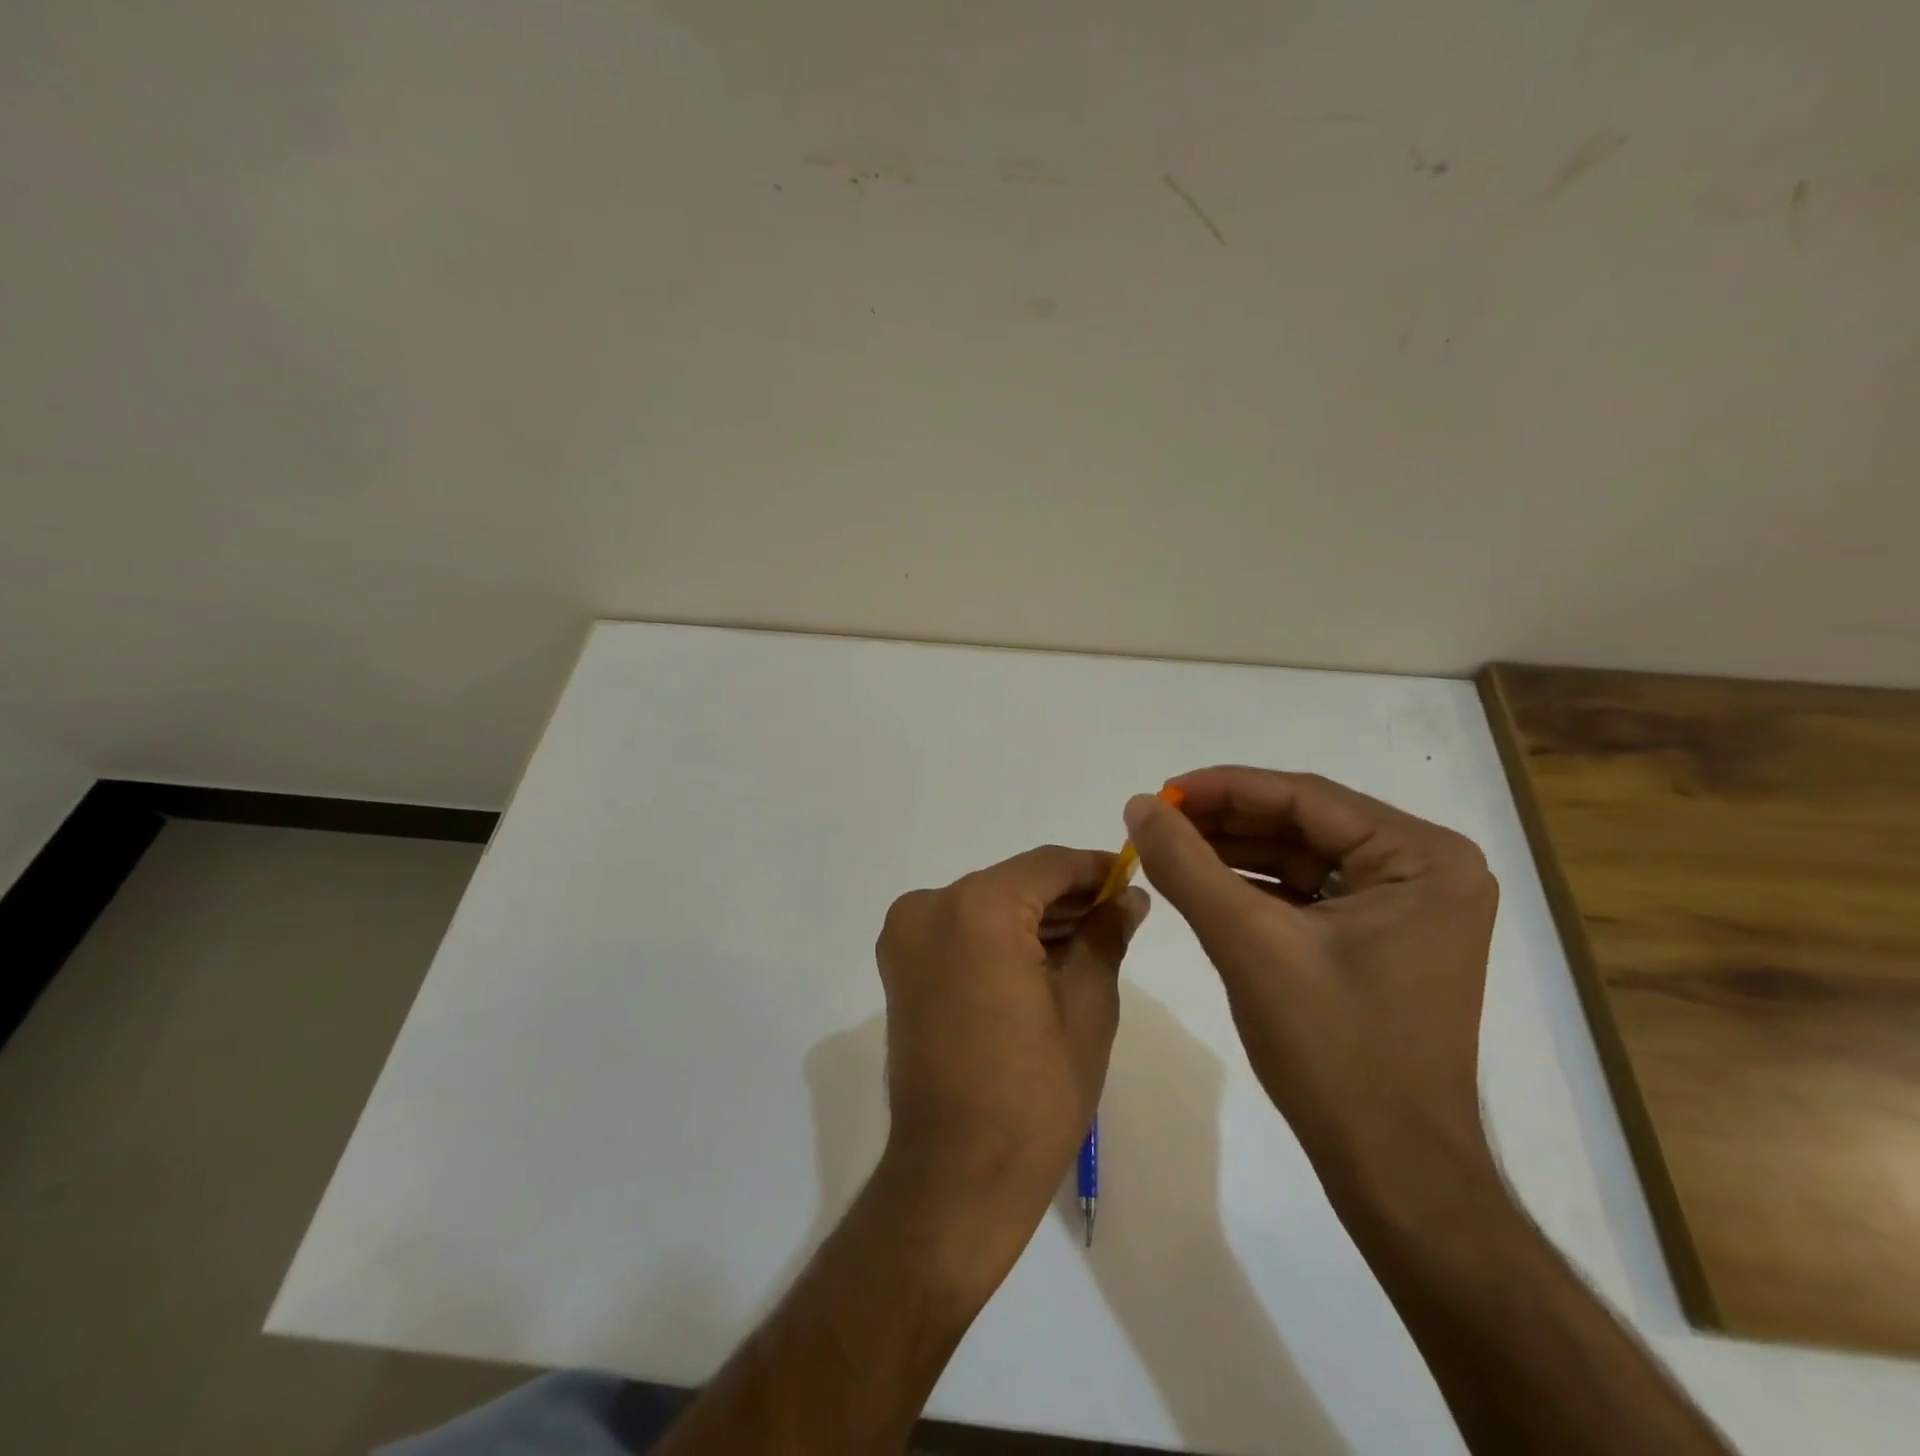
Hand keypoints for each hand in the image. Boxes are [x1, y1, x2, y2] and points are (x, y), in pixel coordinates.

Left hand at [874, 846, 1148, 1280]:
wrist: (956, 1174)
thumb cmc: (1035, 1092)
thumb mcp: (1087, 1006)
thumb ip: (1105, 935)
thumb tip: (1128, 897)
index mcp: (977, 907)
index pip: (1048, 865)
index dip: (1094, 868)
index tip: (1131, 878)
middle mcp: (929, 906)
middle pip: (1013, 884)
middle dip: (1067, 897)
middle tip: (1119, 914)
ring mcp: (907, 937)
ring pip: (986, 907)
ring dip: (1034, 919)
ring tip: (1091, 938)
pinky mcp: (901, 967)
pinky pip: (961, 932)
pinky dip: (1000, 938)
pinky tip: (1045, 957)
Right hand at [1123, 768, 1499, 1203]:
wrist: (1392, 1170)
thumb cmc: (1333, 1051)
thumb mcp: (1248, 943)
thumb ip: (1187, 865)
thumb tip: (1137, 804)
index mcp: (1422, 858)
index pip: (1305, 798)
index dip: (1222, 789)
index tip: (1157, 794)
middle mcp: (1427, 869)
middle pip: (1304, 823)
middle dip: (1225, 821)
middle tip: (1155, 822)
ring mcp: (1408, 905)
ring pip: (1302, 855)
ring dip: (1233, 851)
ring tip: (1167, 848)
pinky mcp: (1383, 936)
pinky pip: (1308, 891)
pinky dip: (1254, 886)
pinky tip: (1202, 882)